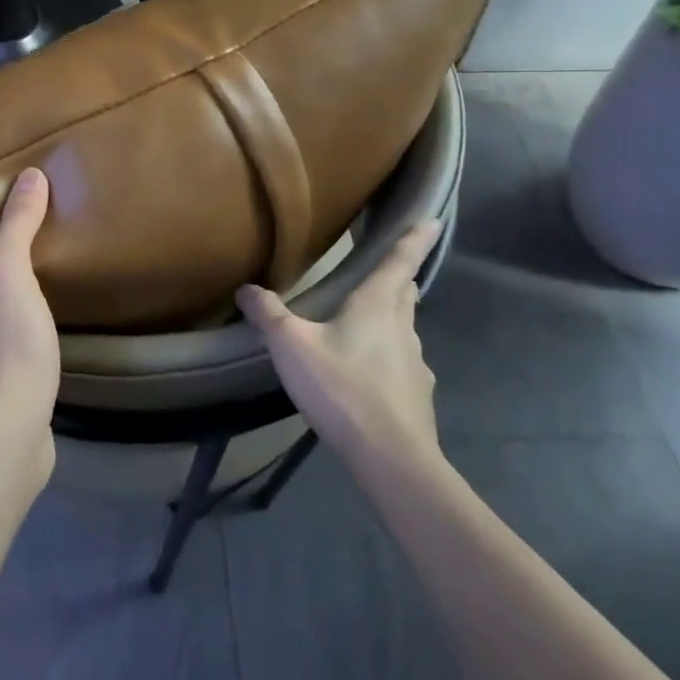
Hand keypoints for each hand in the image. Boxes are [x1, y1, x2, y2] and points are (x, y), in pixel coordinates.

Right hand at [237, 219, 444, 469]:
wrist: (392, 458)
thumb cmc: (342, 388)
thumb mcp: (291, 346)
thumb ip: (268, 314)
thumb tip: (246, 288)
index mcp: (377, 306)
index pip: (399, 262)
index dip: (415, 239)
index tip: (434, 220)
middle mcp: (403, 329)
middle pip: (404, 293)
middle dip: (398, 277)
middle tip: (390, 267)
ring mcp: (416, 364)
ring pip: (405, 329)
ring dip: (392, 318)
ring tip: (369, 321)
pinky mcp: (418, 396)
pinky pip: (403, 363)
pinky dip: (389, 357)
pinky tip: (370, 373)